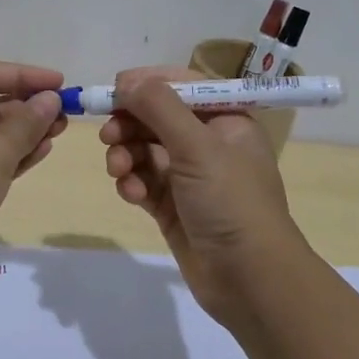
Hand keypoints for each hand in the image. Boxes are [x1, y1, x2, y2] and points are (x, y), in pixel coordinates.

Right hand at [100, 66, 303, 324]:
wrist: (250, 279)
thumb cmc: (231, 201)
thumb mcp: (197, 146)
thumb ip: (159, 107)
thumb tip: (127, 80)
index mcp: (226, 120)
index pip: (182, 86)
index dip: (148, 84)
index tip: (114, 89)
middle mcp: (208, 143)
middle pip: (157, 118)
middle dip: (130, 124)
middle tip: (108, 135)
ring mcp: (190, 177)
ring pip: (145, 151)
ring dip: (126, 155)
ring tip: (118, 170)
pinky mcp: (173, 206)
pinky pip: (143, 181)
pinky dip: (133, 184)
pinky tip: (132, 195)